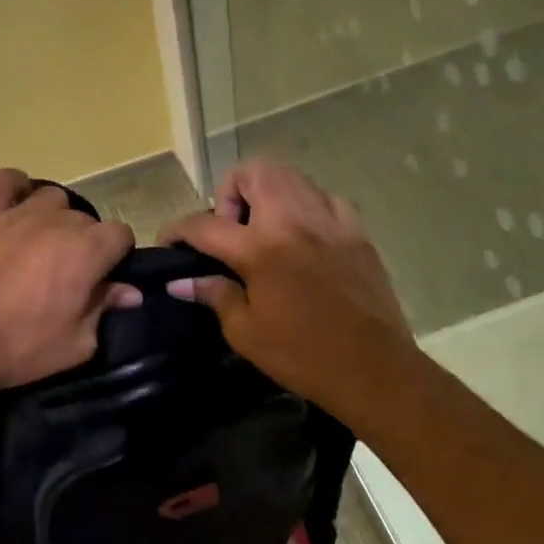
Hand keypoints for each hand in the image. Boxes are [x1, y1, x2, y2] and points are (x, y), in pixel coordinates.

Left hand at [0, 169, 139, 394]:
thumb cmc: (21, 348)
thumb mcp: (77, 344)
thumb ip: (105, 309)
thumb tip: (129, 292)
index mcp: (87, 251)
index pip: (120, 234)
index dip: (116, 256)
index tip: (103, 279)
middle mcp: (58, 222)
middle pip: (86, 220)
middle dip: (84, 244)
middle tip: (67, 276)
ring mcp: (18, 214)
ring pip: (51, 198)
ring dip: (54, 218)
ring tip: (40, 246)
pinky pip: (3, 181)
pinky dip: (14, 187)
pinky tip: (14, 205)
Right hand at [159, 159, 418, 419]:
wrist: (374, 370)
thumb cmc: (303, 356)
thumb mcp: (246, 333)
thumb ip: (214, 295)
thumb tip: (181, 281)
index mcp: (262, 249)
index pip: (205, 224)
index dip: (177, 230)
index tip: (168, 242)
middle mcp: (295, 221)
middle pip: (253, 172)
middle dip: (229, 192)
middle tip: (228, 230)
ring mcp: (331, 221)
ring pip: (291, 177)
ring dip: (266, 194)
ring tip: (262, 231)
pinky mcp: (357, 232)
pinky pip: (324, 198)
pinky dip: (305, 207)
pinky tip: (302, 238)